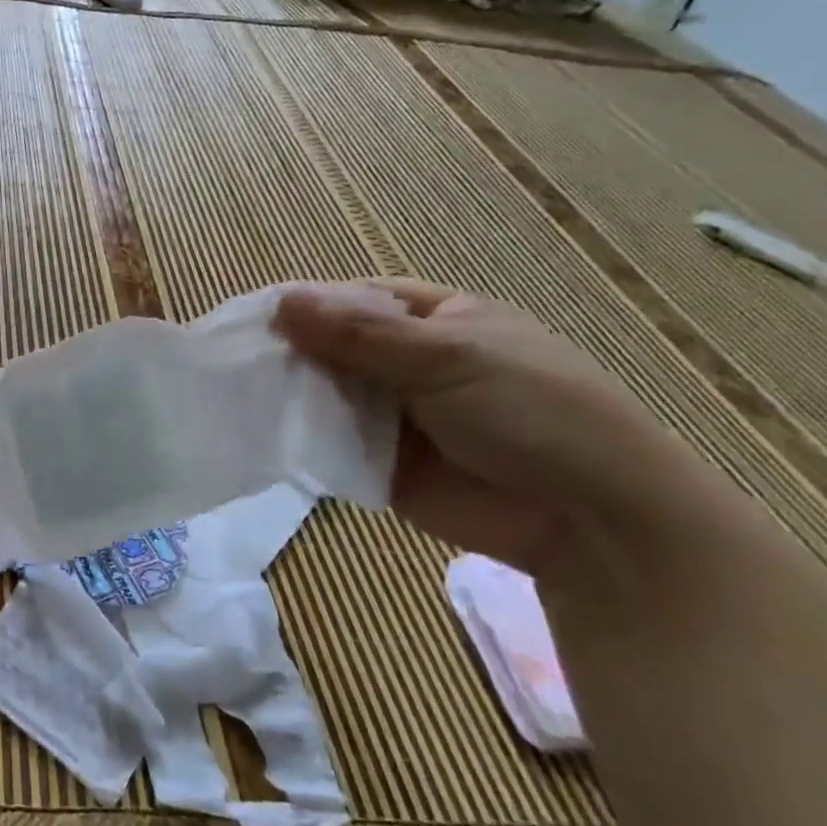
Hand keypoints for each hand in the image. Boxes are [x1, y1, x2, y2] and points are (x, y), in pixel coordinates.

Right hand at [273, 279, 686, 575]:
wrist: (594, 524)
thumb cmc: (533, 414)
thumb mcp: (448, 358)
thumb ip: (360, 334)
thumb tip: (282, 302)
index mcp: (436, 321)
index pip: (355, 301)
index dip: (306, 306)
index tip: (250, 318)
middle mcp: (409, 364)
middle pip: (332, 348)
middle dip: (290, 354)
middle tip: (233, 362)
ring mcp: (393, 417)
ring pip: (326, 397)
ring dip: (289, 397)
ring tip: (235, 398)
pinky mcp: (380, 466)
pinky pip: (330, 445)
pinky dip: (300, 441)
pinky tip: (260, 436)